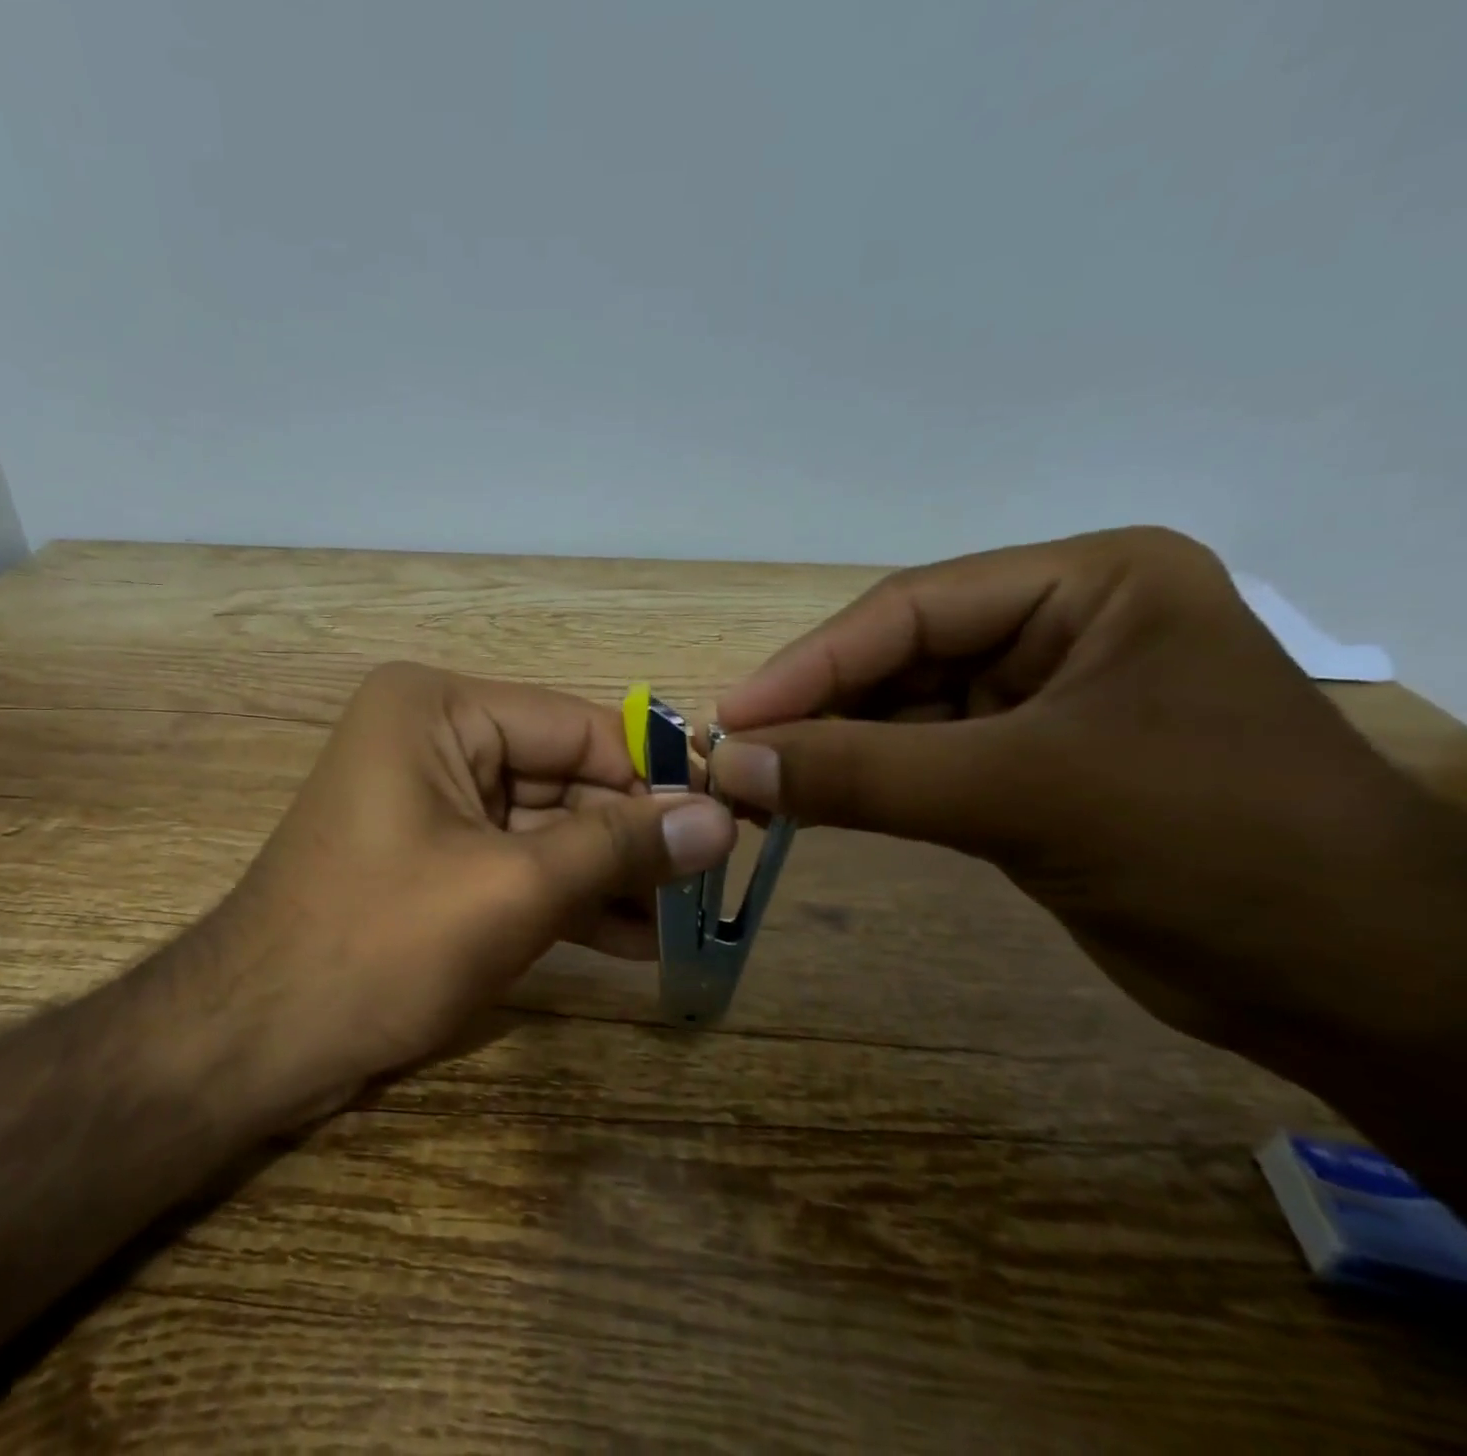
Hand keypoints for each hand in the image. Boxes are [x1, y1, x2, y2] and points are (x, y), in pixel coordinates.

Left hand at [202, 663, 736, 1117]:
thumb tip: (720, 819)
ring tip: (688, 919)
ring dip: (611, 874)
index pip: (577, 727)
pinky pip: (516, 863)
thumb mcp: (512, 888)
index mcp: (439, 709)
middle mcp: (434, 738)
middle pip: (564, 777)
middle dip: (635, 835)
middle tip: (716, 881)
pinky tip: (636, 940)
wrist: (254, 1042)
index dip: (655, 775)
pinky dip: (570, 898)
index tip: (730, 818)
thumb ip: (619, 846)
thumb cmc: (378, 944)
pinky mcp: (433, 858)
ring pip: (546, 826)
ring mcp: (432, 801)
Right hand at [707, 527, 1466, 1080]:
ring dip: (828, 750)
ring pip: (899, 712)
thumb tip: (730, 762)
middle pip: (898, 658)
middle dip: (814, 710)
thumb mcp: (1025, 795)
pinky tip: (805, 802)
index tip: (730, 718)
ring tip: (754, 785)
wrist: (1359, 993)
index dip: (810, 665)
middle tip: (731, 757)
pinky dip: (860, 783)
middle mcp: (1059, 628)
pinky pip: (917, 760)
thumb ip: (865, 774)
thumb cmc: (1216, 852)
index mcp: (1087, 586)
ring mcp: (1039, 700)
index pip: (910, 609)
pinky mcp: (1023, 767)